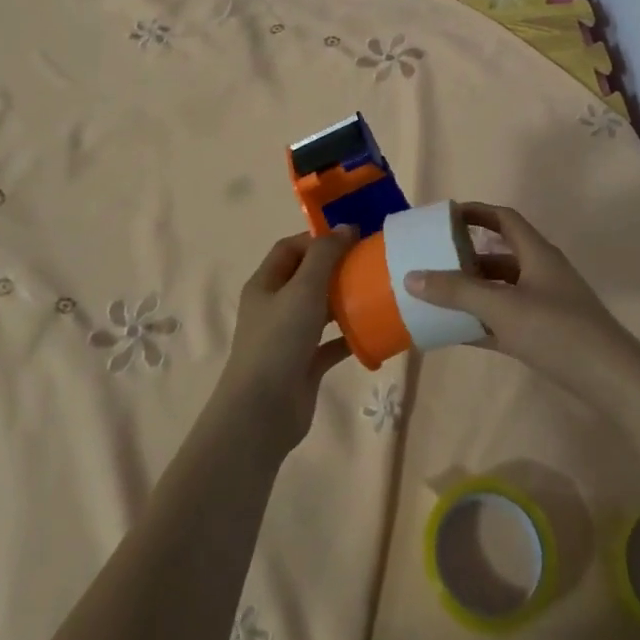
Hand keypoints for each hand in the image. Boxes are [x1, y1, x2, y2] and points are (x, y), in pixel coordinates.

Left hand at [214, 227, 359, 457]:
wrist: (262, 412)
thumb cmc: (278, 341)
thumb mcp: (303, 289)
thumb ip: (325, 256)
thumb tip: (347, 227)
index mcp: (265, 284)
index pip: (290, 249)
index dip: (318, 239)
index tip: (352, 239)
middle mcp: (274, 307)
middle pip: (307, 278)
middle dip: (336, 269)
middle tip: (370, 264)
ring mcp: (289, 338)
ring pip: (320, 310)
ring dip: (345, 301)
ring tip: (377, 293)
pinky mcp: (304, 365)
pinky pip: (331, 344)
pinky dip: (350, 337)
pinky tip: (374, 332)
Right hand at [404, 203, 638, 403]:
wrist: (612, 380)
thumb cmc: (558, 331)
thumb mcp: (502, 308)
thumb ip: (457, 292)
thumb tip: (412, 277)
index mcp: (537, 254)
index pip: (503, 219)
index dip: (475, 212)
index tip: (445, 215)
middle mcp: (541, 273)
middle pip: (499, 255)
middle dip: (466, 257)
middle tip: (433, 260)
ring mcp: (545, 305)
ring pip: (501, 289)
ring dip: (473, 291)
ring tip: (438, 297)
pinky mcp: (546, 334)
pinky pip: (506, 320)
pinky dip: (482, 322)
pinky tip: (456, 332)